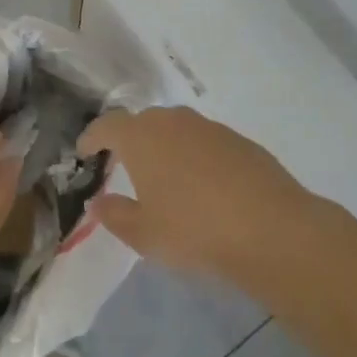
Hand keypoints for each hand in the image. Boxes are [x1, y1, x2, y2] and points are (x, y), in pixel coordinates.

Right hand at [78, 107, 325, 285]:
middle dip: (129, 140)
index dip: (92, 137)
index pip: (107, 125)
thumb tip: (98, 201)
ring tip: (164, 176)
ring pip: (176, 129)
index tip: (84, 152)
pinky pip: (204, 142)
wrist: (271, 229)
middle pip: (142, 122)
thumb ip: (115, 215)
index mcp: (141, 137)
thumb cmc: (194, 230)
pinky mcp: (239, 140)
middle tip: (123, 165)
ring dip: (164, 146)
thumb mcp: (144, 234)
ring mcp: (210, 127)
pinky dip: (195, 156)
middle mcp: (173, 121)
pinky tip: (203, 186)